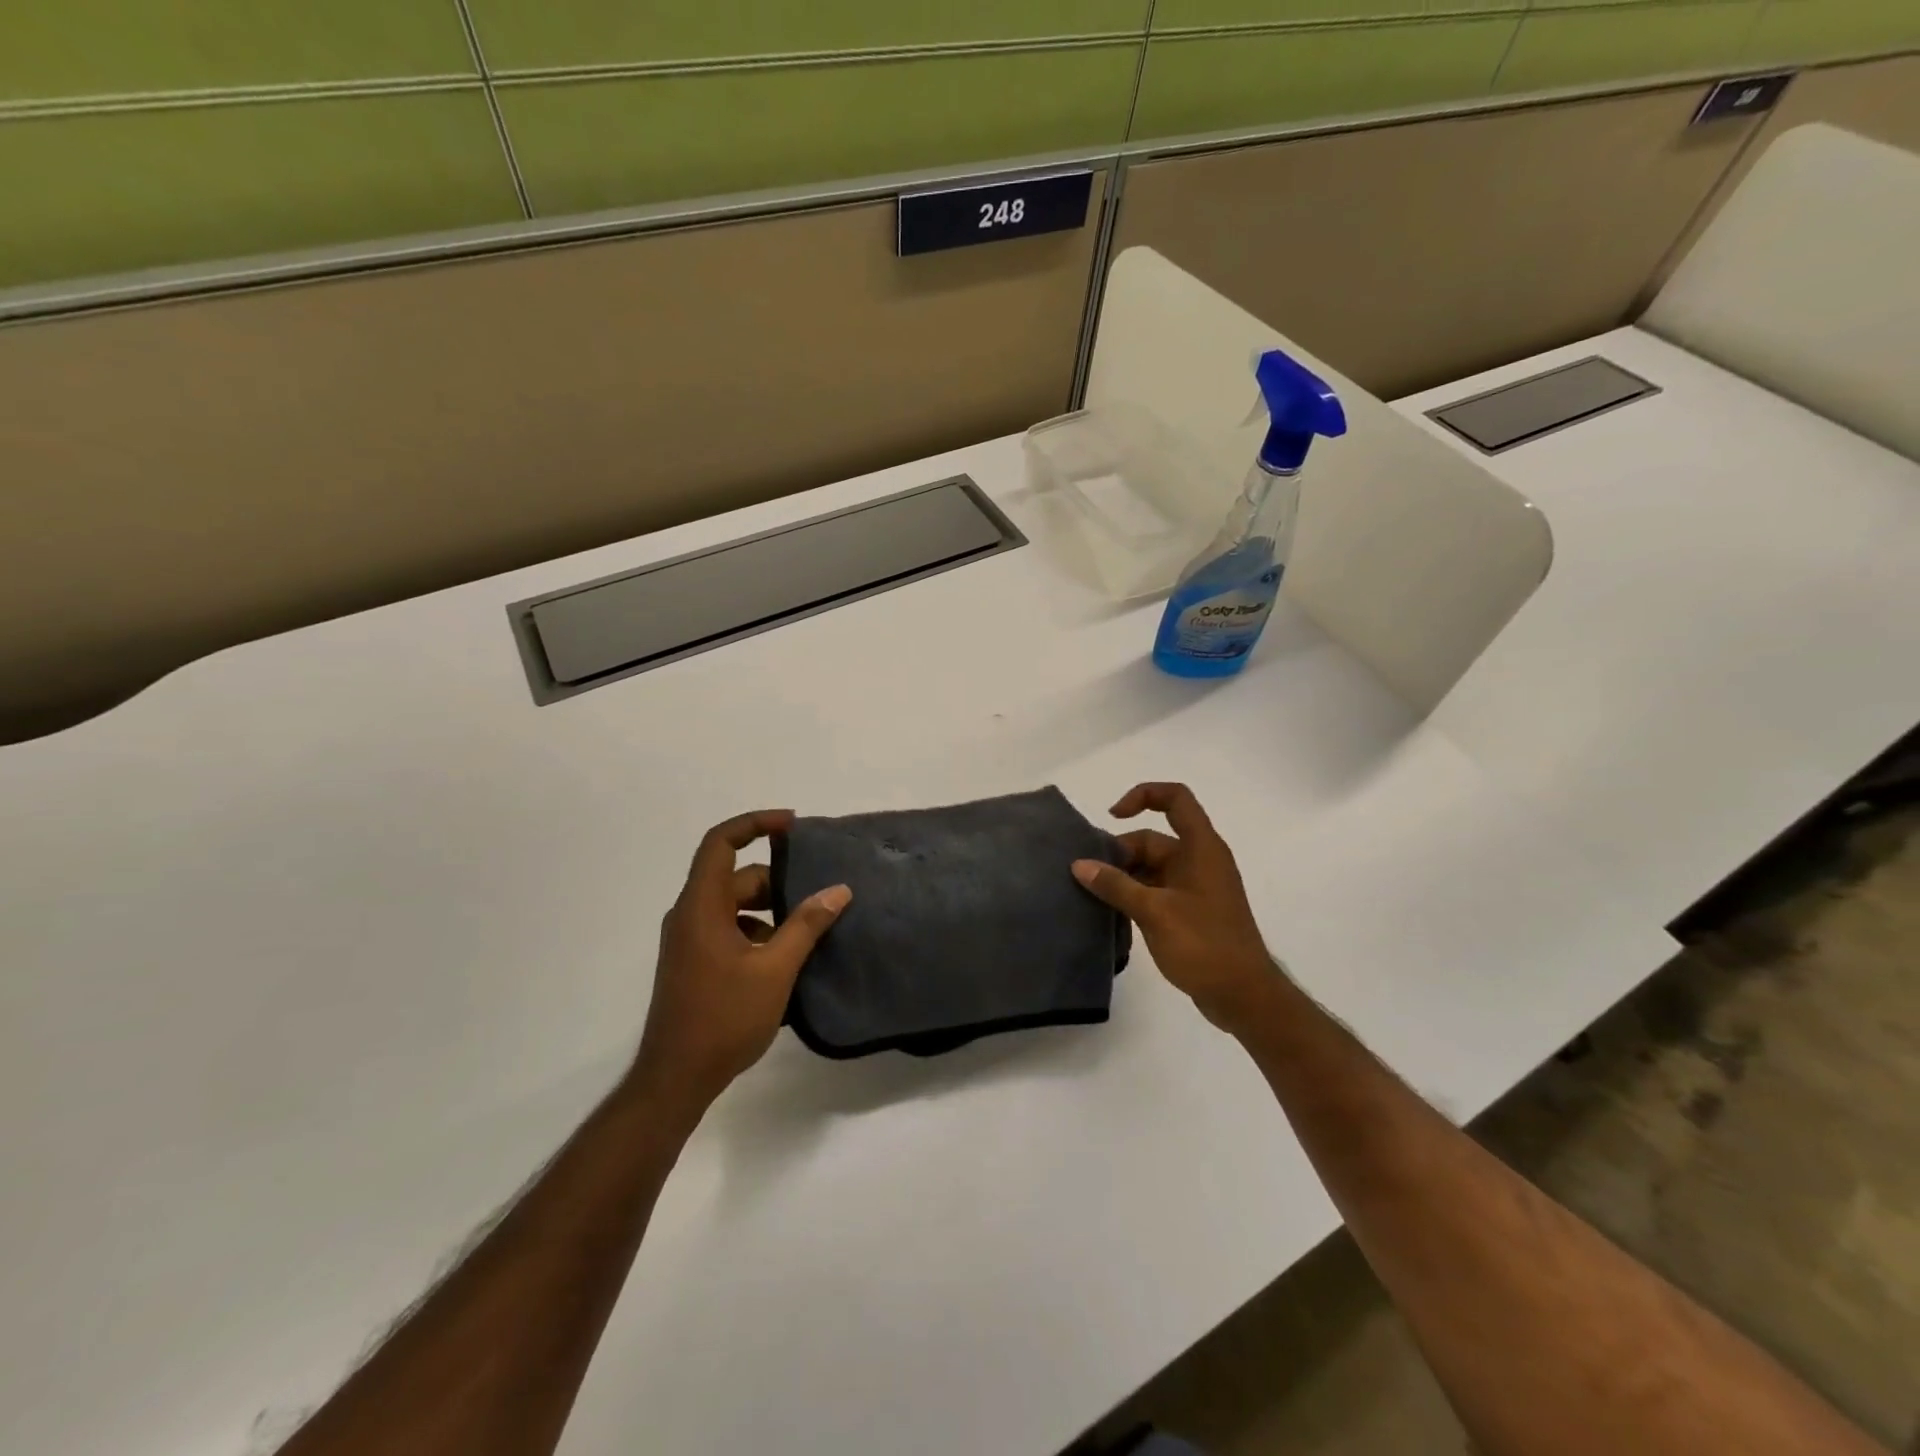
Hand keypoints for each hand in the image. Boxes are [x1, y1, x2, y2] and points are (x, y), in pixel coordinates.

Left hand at [631, 810, 850, 1112]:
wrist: (676, 1079)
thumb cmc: (724, 1018)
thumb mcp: (775, 969)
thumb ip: (806, 925)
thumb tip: (838, 890)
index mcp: (701, 906)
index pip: (720, 843)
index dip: (755, 823)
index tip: (792, 825)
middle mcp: (689, 915)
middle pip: (735, 877)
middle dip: (776, 882)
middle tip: (816, 900)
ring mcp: (688, 940)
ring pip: (733, 906)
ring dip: (769, 911)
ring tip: (805, 935)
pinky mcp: (693, 962)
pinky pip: (728, 929)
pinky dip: (756, 932)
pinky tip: (783, 962)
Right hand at [1072, 783, 1277, 1034]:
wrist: (1244, 996)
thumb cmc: (1204, 944)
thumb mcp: (1154, 911)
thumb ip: (1115, 885)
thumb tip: (1079, 864)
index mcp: (1201, 848)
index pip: (1175, 798)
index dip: (1143, 795)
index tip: (1113, 817)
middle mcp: (1200, 860)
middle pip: (1153, 839)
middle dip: (1120, 852)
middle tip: (1087, 875)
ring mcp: (1196, 887)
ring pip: (1152, 868)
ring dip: (1124, 877)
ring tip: (1091, 895)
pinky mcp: (1191, 912)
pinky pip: (1156, 890)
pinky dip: (1134, 895)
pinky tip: (1110, 912)